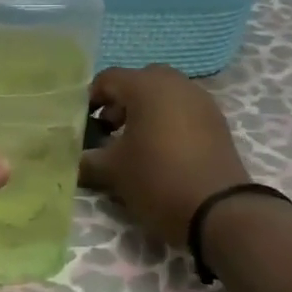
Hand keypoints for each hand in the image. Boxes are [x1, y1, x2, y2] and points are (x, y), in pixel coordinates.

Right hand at [78, 65, 250, 247]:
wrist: (220, 211)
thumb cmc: (158, 180)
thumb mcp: (113, 171)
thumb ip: (86, 159)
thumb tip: (72, 158)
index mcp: (146, 86)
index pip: (107, 79)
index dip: (90, 99)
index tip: (81, 125)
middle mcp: (175, 84)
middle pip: (138, 82)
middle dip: (120, 102)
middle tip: (108, 130)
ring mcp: (201, 101)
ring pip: (164, 95)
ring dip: (145, 111)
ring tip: (133, 144)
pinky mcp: (217, 122)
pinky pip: (183, 110)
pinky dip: (167, 121)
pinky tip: (160, 152)